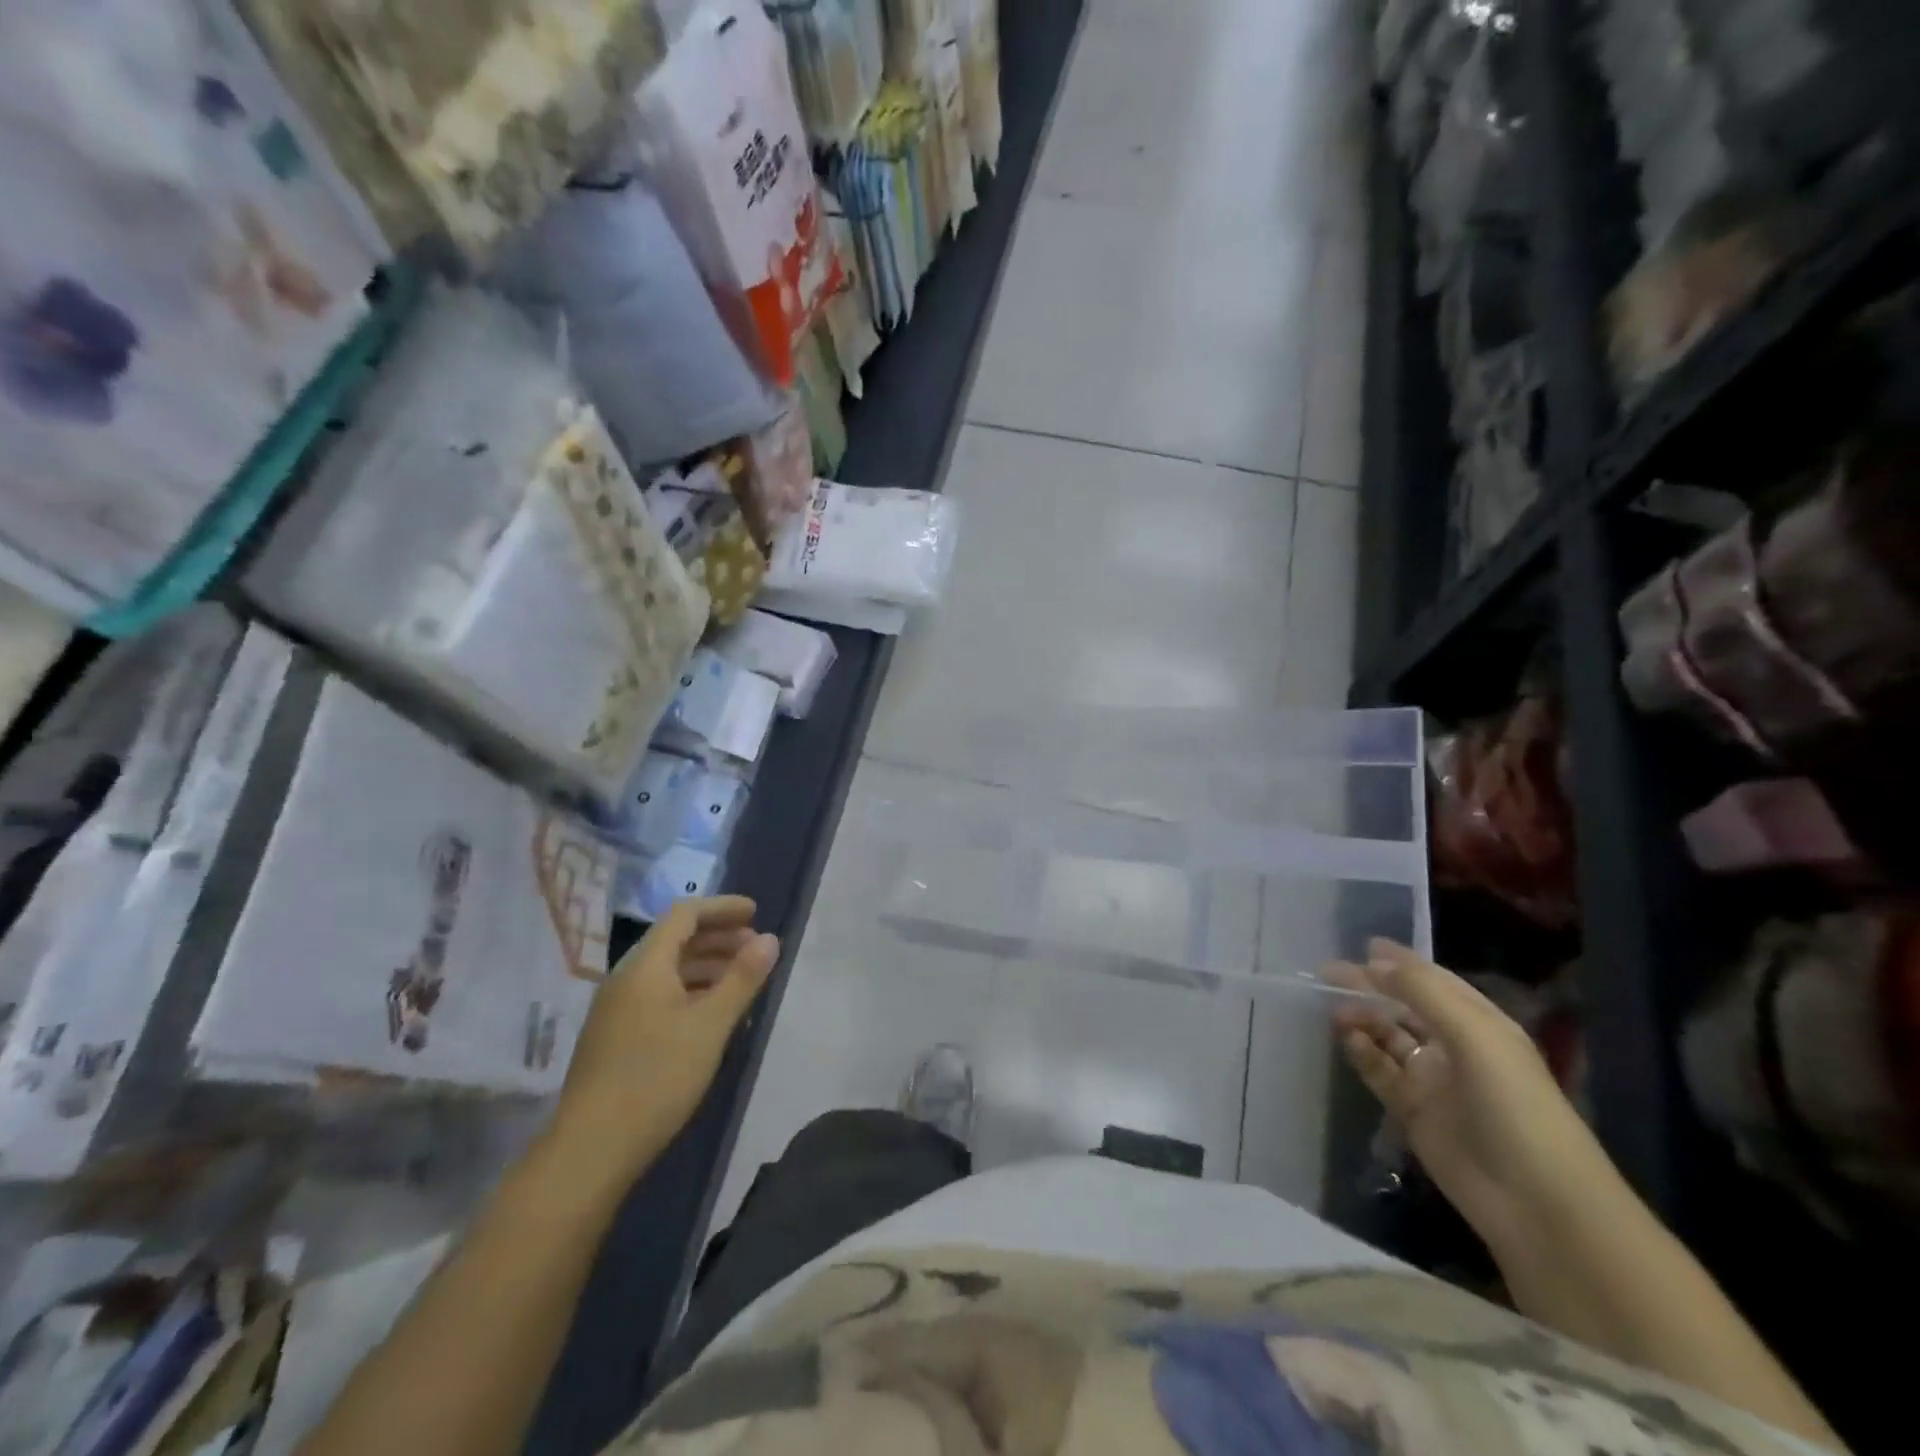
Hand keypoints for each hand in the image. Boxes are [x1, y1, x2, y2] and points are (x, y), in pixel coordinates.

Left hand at [546, 896, 779, 1190]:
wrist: (591, 1149)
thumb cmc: (656, 1077)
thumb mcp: (711, 1026)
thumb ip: (742, 978)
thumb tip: (770, 939)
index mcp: (645, 966)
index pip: (684, 914)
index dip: (722, 908)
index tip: (756, 913)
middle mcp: (626, 979)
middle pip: (675, 940)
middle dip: (718, 937)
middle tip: (756, 948)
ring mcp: (617, 1010)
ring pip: (668, 970)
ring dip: (707, 966)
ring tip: (742, 980)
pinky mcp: (616, 1037)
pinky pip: (659, 995)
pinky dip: (691, 992)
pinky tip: (713, 1016)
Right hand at [1329, 939, 1616, 1246]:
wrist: (1536, 1201)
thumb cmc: (1513, 1103)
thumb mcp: (1473, 1034)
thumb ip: (1421, 991)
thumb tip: (1373, 959)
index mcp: (1480, 1024)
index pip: (1434, 981)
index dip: (1401, 962)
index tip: (1362, 944)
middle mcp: (1455, 1046)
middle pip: (1405, 1006)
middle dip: (1371, 987)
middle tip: (1327, 973)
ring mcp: (1434, 1079)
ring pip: (1388, 1037)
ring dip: (1363, 1018)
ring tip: (1334, 1009)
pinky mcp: (1413, 1110)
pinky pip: (1380, 1071)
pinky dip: (1361, 1052)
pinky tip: (1345, 1039)